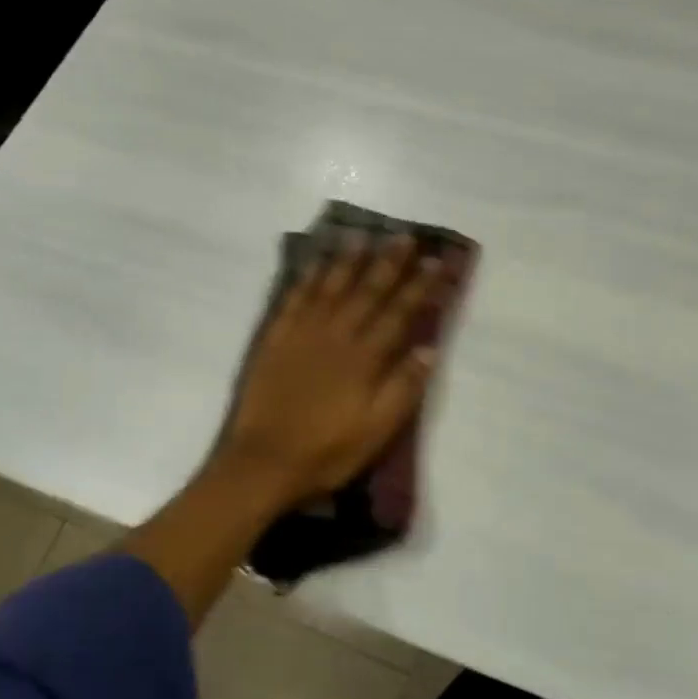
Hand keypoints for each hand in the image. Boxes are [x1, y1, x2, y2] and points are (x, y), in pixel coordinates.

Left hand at [217, 235, 443, 510]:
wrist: (263, 462)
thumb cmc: (328, 451)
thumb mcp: (378, 430)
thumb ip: (404, 387)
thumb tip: (429, 349)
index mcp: (365, 358)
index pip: (399, 312)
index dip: (419, 286)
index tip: (435, 261)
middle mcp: (336, 335)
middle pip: (367, 290)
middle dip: (389, 262)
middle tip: (404, 236)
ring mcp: (302, 333)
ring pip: (330, 286)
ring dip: (349, 260)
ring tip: (363, 236)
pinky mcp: (276, 339)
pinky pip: (294, 298)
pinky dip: (308, 277)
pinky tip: (316, 262)